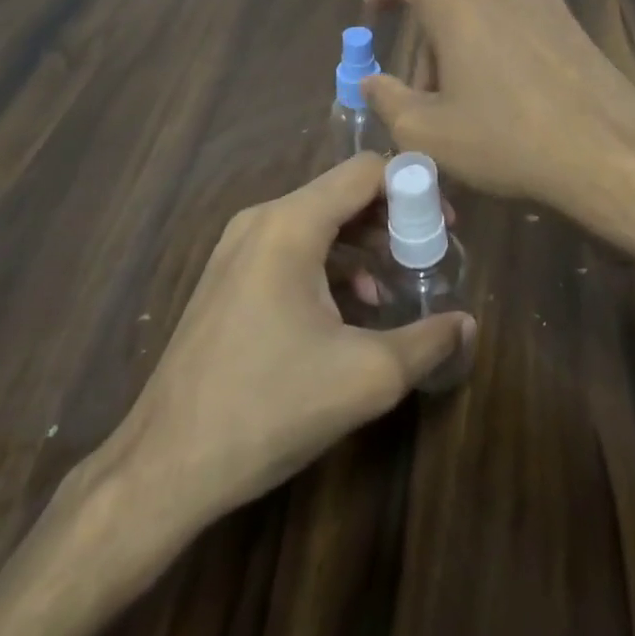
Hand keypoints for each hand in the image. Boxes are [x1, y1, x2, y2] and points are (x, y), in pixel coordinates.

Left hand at [81, 152, 475, 528]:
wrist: (166, 465)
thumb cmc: (270, 407)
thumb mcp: (368, 377)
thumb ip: (429, 341)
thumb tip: (468, 324)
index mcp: (290, 224)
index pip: (366, 170)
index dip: (414, 188)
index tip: (444, 228)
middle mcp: (260, 221)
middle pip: (342, 193)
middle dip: (392, 220)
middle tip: (427, 257)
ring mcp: (236, 250)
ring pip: (317, 223)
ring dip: (363, 246)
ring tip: (394, 289)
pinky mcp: (228, 280)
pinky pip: (292, 250)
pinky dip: (331, 266)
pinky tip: (350, 312)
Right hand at [360, 0, 634, 228]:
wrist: (608, 152)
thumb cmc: (506, 139)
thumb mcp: (428, 133)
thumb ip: (387, 100)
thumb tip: (371, 81)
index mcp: (458, 2)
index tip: (373, 15)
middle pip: (447, 6)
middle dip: (429, 50)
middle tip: (427, 103)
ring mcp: (545, 3)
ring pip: (485, 18)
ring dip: (466, 53)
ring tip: (472, 107)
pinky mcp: (575, 25)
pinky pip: (520, 28)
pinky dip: (502, 53)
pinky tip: (514, 101)